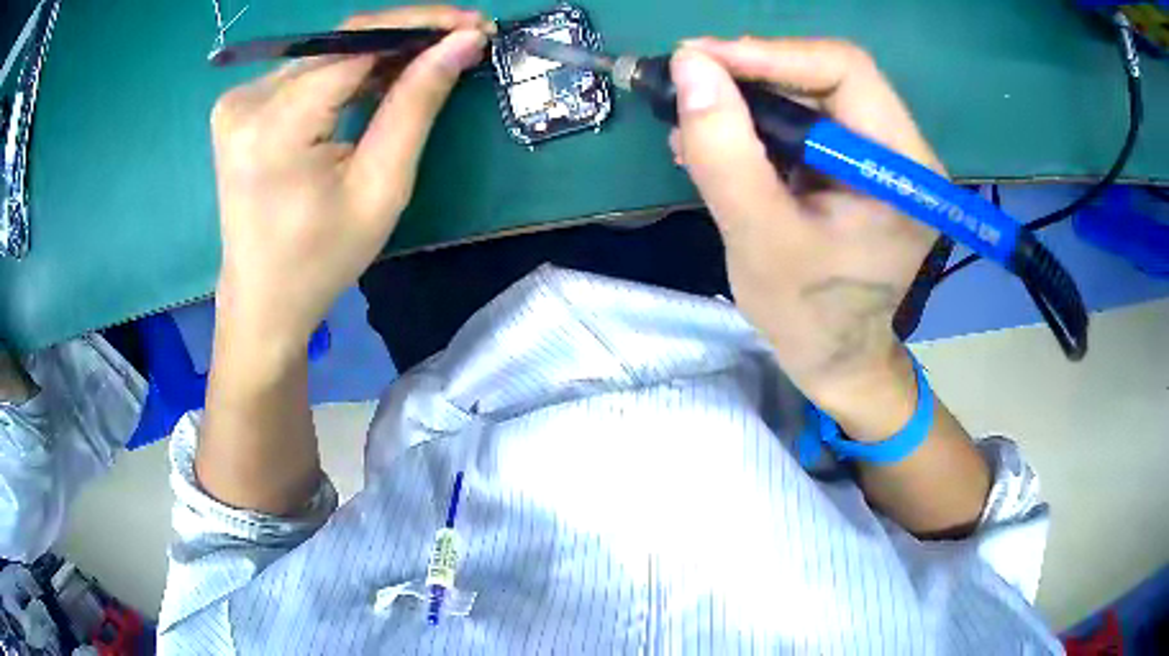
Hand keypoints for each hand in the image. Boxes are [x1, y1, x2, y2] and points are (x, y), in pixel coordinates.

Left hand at [210, 7, 490, 354]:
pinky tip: (383, 77)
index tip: (473, 24)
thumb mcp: (381, 186)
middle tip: (463, 40)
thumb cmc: (322, 259)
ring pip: (327, 52)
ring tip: (431, 59)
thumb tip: (462, 43)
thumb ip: (417, 105)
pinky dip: (349, 69)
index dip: (420, 25)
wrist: (263, 301)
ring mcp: (238, 101)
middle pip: (341, 42)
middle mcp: (248, 99)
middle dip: (406, 36)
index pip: (358, 41)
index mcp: (275, 124)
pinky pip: (307, 70)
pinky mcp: (241, 107)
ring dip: (381, 51)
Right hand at [670, 38, 939, 436]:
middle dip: (752, 75)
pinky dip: (756, 125)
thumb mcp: (759, 239)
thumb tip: (691, 67)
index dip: (771, 54)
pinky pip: (804, 123)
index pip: (846, 72)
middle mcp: (901, 151)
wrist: (836, 361)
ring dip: (747, 101)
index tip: (698, 58)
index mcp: (902, 170)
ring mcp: (878, 158)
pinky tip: (717, 144)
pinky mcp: (855, 167)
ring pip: (809, 95)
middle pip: (827, 77)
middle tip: (687, 85)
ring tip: (693, 124)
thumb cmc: (808, 318)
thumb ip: (725, 151)